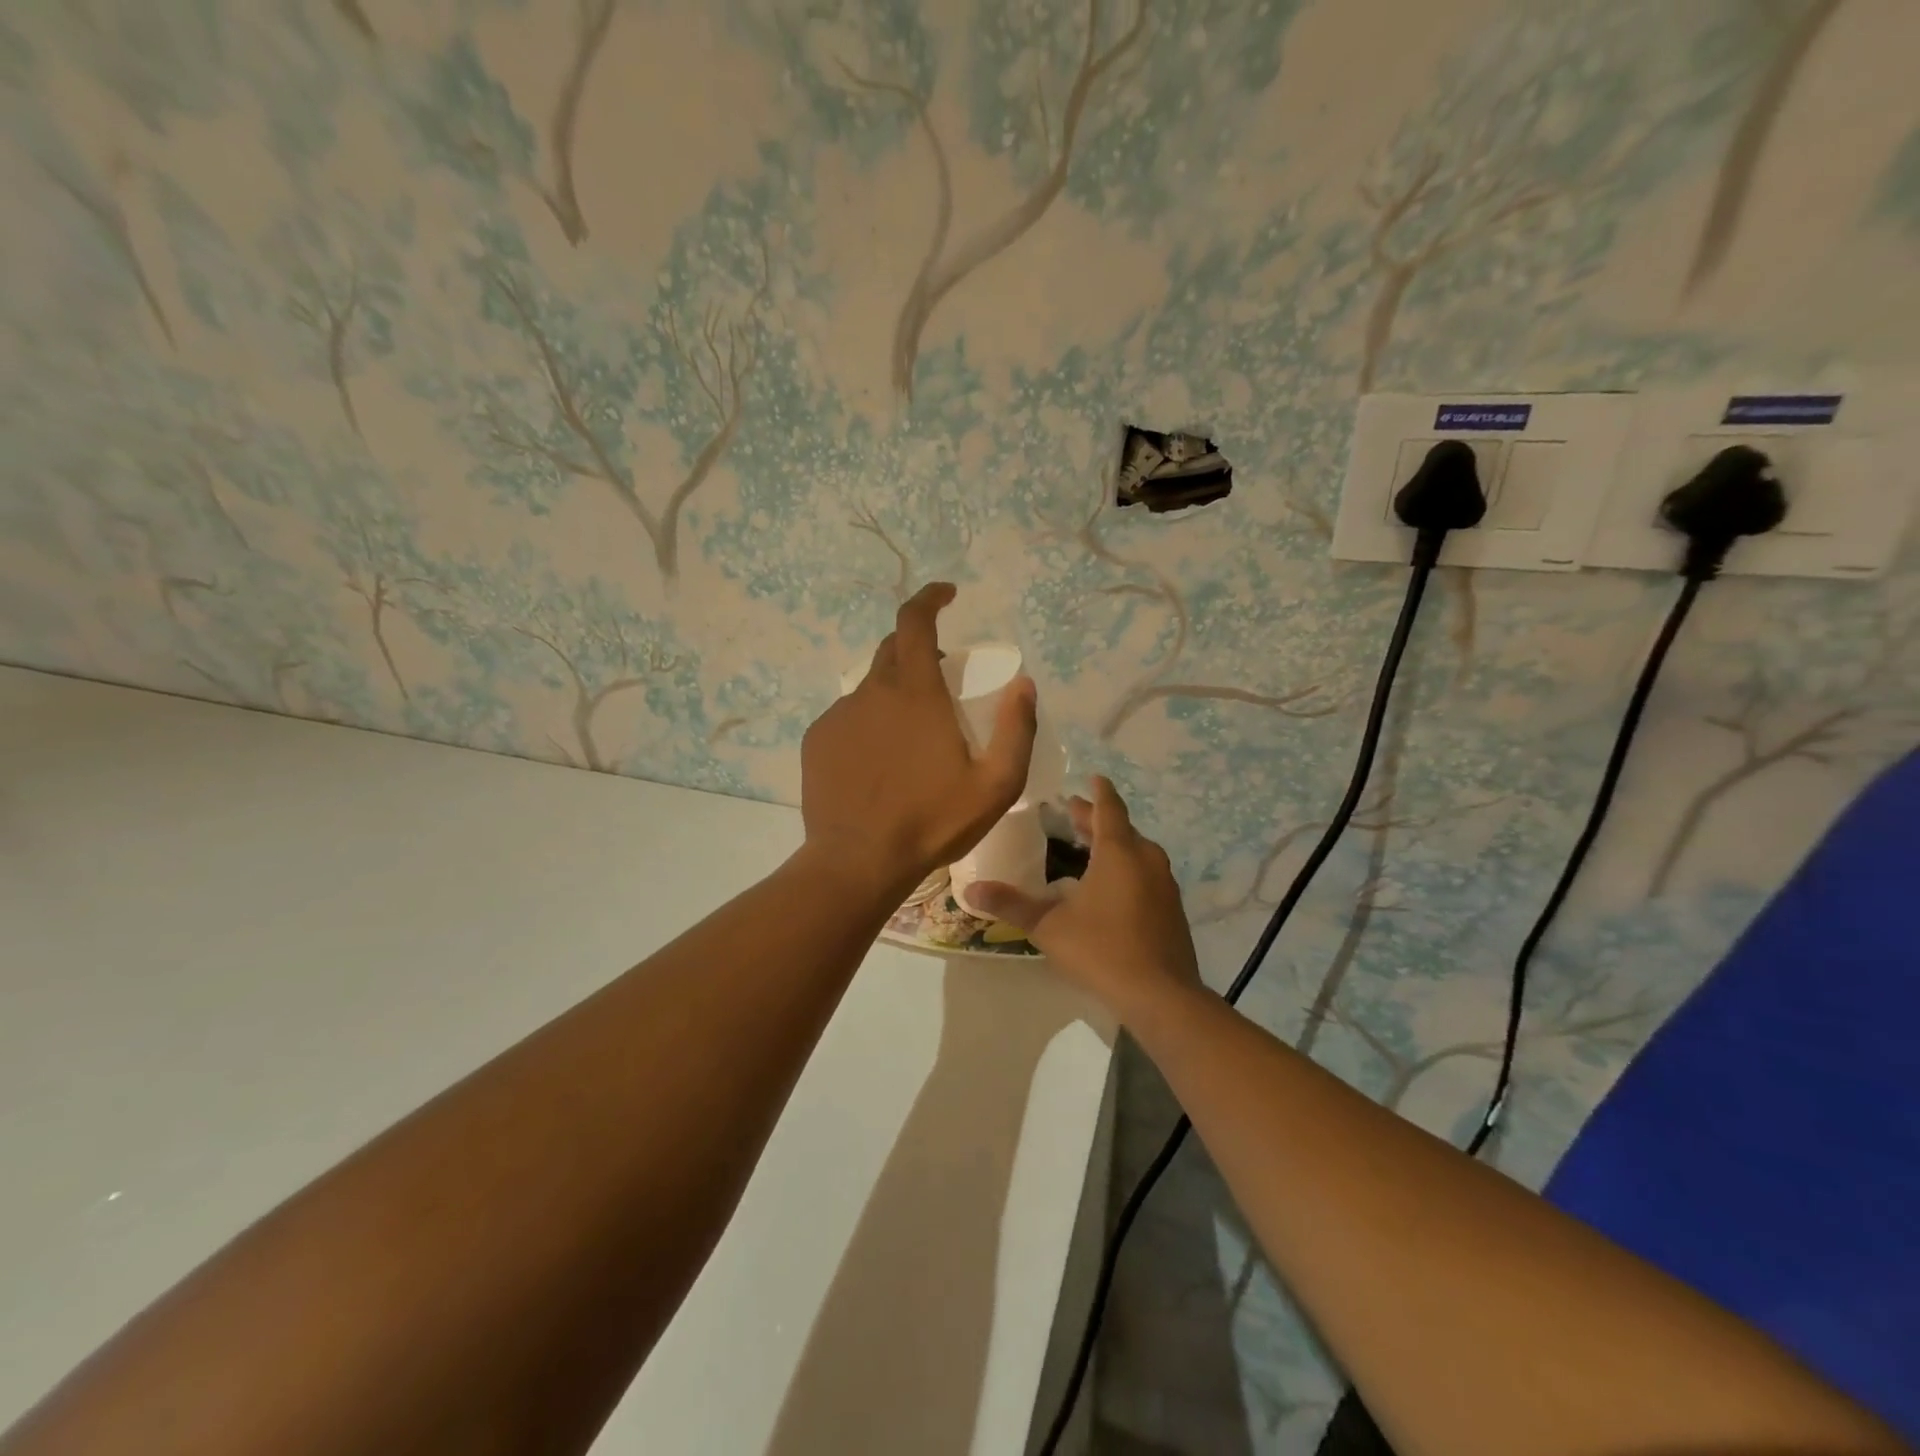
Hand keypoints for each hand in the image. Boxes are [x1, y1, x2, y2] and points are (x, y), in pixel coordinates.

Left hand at [800, 582, 1035, 896]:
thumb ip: (1017, 729)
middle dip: (919, 649)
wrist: (858, 861)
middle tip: (943, 679)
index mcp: (915, 692)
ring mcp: (839, 715)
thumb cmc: (932, 821)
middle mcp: (872, 691)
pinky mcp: (817, 740)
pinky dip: (869, 721)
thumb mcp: (995, 784)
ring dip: (895, 693)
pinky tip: (880, 760)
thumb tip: (1024, 684)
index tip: (947, 594)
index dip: (930, 598)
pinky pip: (848, 716)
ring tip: (913, 735)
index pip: (915, 621)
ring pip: (871, 686)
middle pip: (893, 649)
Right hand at [970, 776, 1201, 1018]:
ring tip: (1091, 847)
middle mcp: (1146, 860)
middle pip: (1122, 828)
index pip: (1108, 808)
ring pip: (1138, 851)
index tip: (1092, 777)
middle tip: (1074, 814)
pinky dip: (1128, 867)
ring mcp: (1164, 885)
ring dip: (1115, 843)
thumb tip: (971, 888)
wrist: (1161, 996)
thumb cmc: (1102, 950)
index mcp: (1118, 853)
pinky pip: (1147, 873)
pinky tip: (1112, 887)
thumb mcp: (1049, 926)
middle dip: (1098, 819)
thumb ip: (1011, 905)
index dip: (1098, 792)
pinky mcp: (1172, 909)